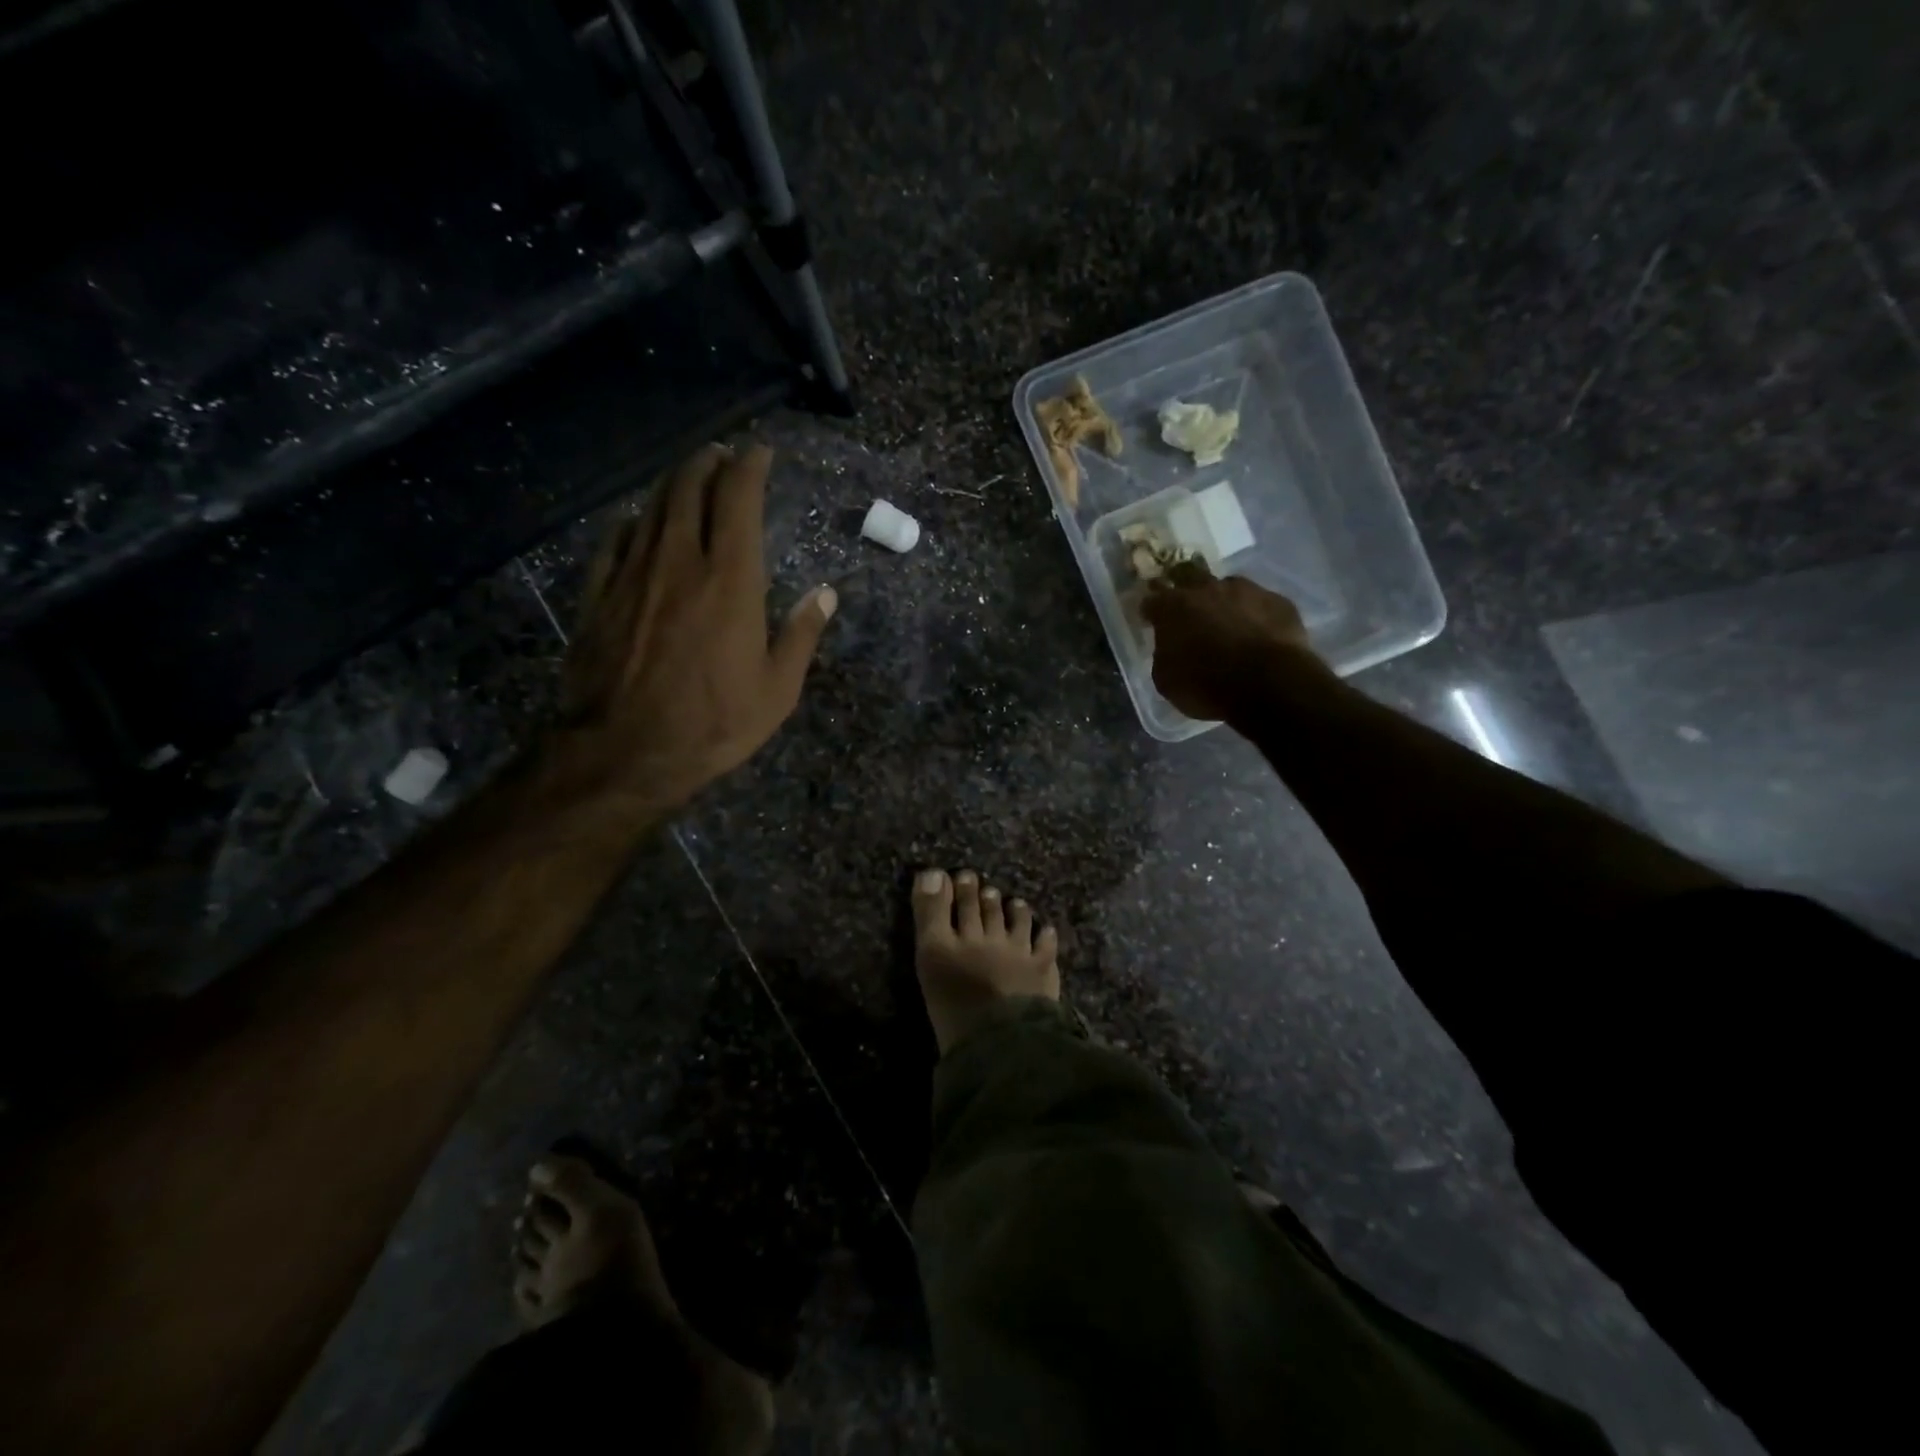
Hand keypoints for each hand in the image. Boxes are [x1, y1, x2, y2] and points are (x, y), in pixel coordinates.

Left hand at [546, 444, 835, 822]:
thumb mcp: (778, 690)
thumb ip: (801, 635)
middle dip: (709, 462)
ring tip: (689, 476)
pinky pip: (618, 539)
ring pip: (653, 507)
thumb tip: (824, 594)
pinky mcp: (599, 594)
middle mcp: (679, 561)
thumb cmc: (714, 723)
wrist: (625, 750)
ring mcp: (633, 574)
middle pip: (689, 488)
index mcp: (730, 579)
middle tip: (723, 456)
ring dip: (674, 483)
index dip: (749, 467)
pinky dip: (636, 520)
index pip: (738, 499)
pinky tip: (641, 522)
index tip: (760, 452)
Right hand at [1141, 570, 1324, 720]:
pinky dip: (1255, 614)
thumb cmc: (1206, 686)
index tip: (1151, 619)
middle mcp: (1207, 589)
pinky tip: (1258, 631)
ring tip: (1228, 620)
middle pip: (1189, 575)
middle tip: (1187, 607)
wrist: (1268, 684)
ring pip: (1228, 586)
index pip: (1152, 599)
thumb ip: (1164, 654)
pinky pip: (1260, 603)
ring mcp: (1246, 590)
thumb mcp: (1166, 680)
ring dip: (1223, 599)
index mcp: (1173, 608)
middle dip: (1184, 587)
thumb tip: (1170, 646)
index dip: (1150, 610)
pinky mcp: (1278, 601)